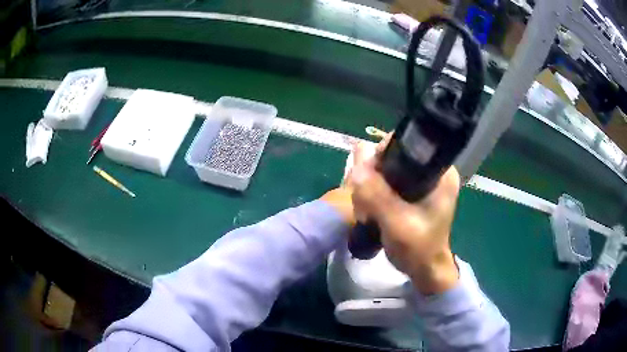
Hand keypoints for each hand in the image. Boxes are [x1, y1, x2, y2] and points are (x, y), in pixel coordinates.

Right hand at [347, 136, 460, 294]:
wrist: (425, 270)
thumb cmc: (419, 248)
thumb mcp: (396, 221)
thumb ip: (376, 192)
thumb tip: (356, 155)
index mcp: (440, 172)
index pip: (406, 144)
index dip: (381, 155)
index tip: (366, 176)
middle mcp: (432, 171)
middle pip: (393, 157)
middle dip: (372, 178)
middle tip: (365, 203)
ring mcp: (422, 182)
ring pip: (386, 171)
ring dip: (370, 189)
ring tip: (367, 213)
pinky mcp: (413, 193)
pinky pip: (386, 183)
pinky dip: (374, 195)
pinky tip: (370, 212)